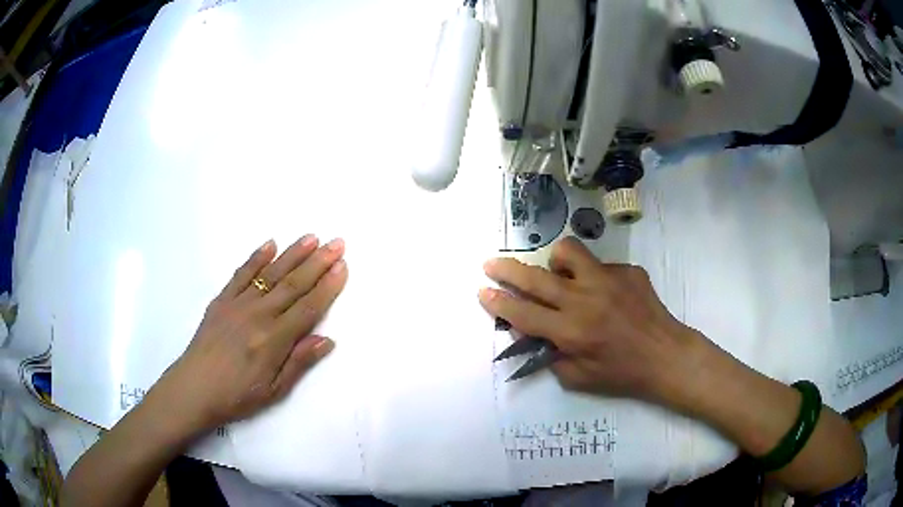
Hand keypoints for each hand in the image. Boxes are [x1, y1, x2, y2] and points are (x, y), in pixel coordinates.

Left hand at [152, 235, 347, 434]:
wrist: (194, 388)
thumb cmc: (237, 395)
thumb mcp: (274, 391)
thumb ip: (299, 363)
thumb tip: (326, 340)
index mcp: (273, 340)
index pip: (308, 308)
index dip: (328, 287)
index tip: (343, 266)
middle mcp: (258, 316)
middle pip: (293, 284)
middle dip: (318, 263)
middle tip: (337, 243)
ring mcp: (238, 304)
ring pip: (271, 274)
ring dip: (293, 254)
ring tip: (312, 237)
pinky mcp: (221, 300)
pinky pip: (241, 274)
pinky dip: (256, 258)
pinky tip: (270, 244)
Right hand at [479, 237, 702, 402]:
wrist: (666, 355)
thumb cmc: (622, 373)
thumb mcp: (578, 378)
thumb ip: (549, 356)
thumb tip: (530, 333)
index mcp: (572, 331)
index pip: (524, 314)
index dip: (499, 302)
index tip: (483, 291)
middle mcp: (585, 300)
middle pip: (536, 278)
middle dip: (506, 269)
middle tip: (491, 264)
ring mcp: (609, 279)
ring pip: (568, 252)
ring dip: (555, 262)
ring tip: (560, 275)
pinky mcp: (628, 270)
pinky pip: (600, 266)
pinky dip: (594, 278)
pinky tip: (608, 295)